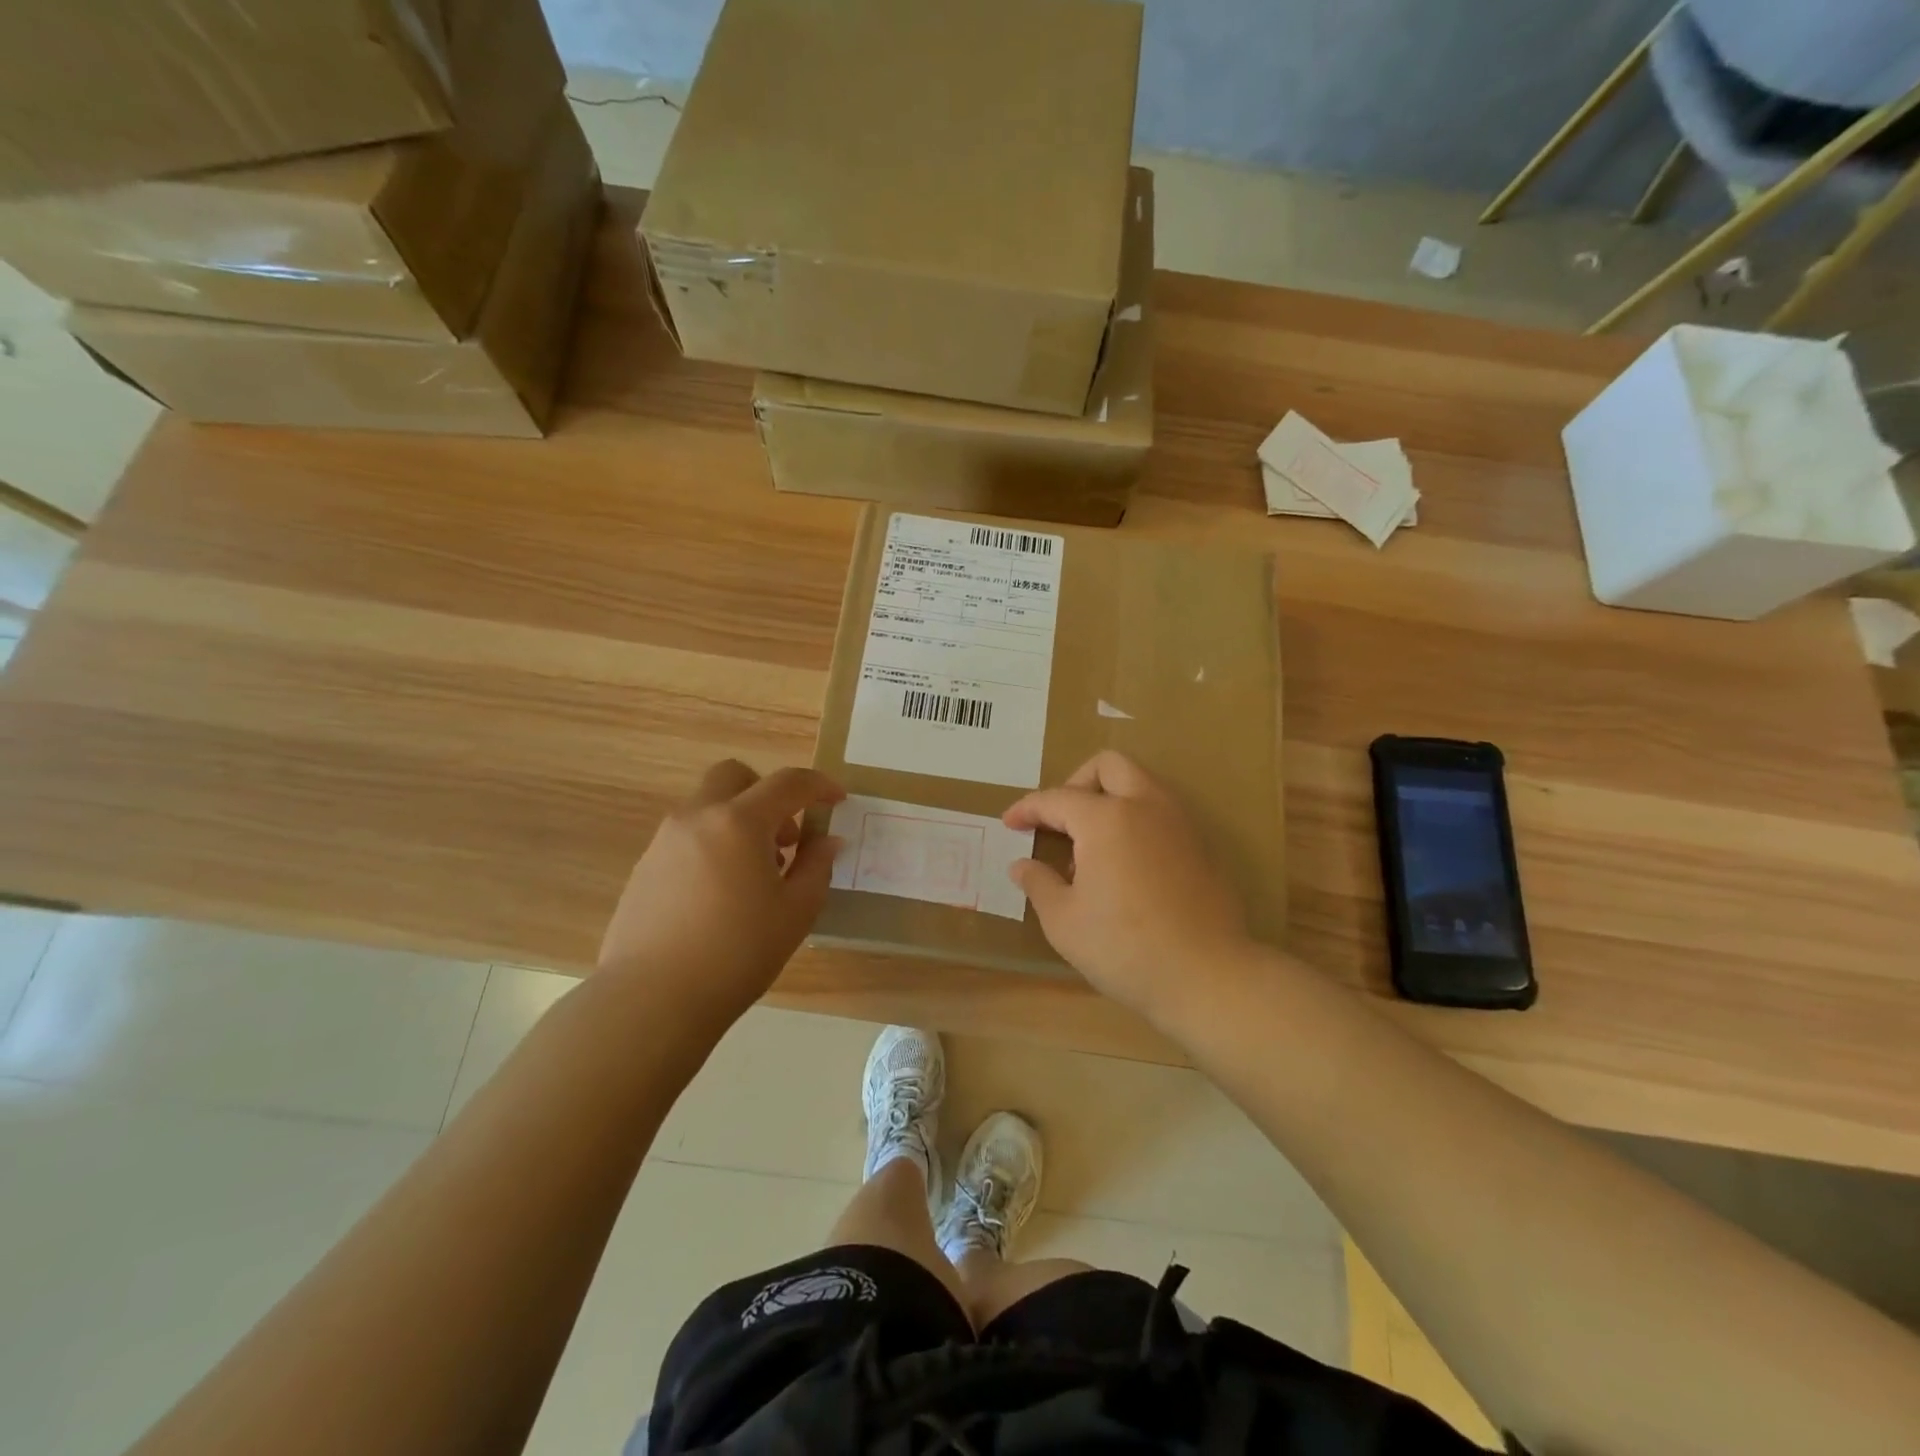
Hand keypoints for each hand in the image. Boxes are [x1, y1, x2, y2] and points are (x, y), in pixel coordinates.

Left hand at [597, 760, 844, 1028]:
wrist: (651, 1000)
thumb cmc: (736, 954)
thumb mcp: (795, 912)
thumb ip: (816, 866)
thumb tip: (827, 841)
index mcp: (739, 822)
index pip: (788, 783)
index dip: (819, 785)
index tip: (838, 800)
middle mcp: (698, 818)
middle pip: (734, 776)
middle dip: (767, 792)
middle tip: (786, 836)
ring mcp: (665, 840)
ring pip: (708, 806)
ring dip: (739, 821)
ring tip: (755, 875)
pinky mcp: (645, 867)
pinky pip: (688, 836)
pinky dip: (713, 844)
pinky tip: (721, 894)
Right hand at [1004, 752, 1248, 1025]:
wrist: (1207, 976)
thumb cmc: (1124, 947)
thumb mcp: (1064, 921)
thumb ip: (1039, 884)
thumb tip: (1022, 866)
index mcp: (1106, 818)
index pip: (1057, 798)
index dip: (1028, 809)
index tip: (1010, 823)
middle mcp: (1146, 806)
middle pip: (1109, 766)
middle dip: (1076, 783)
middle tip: (1059, 820)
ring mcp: (1180, 824)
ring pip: (1141, 785)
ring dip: (1110, 800)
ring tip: (1091, 849)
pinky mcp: (1202, 847)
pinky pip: (1161, 814)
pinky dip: (1136, 822)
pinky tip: (1124, 867)